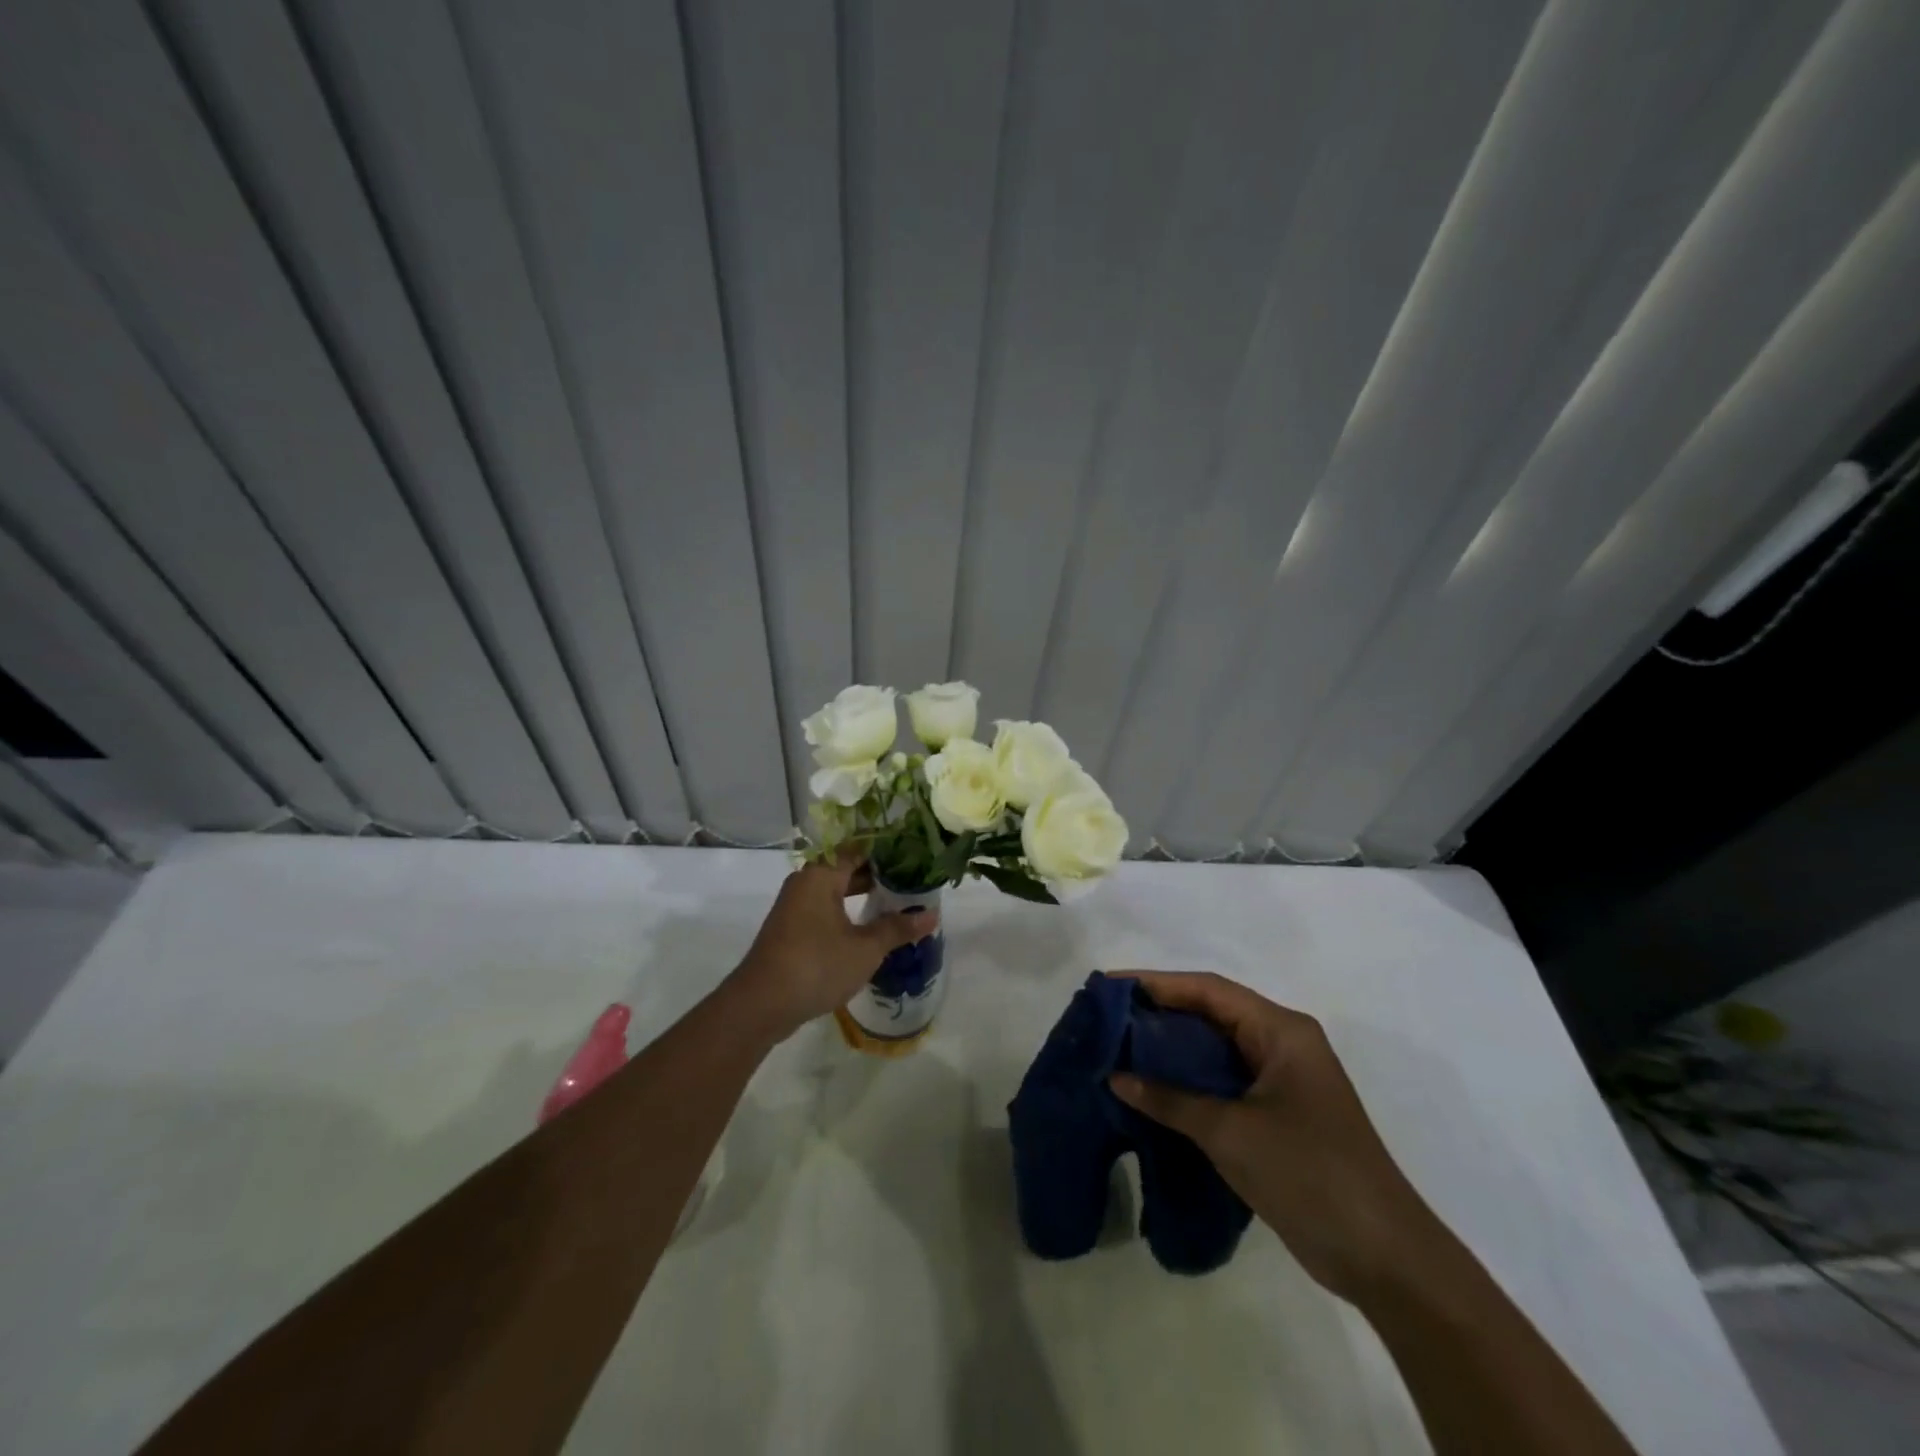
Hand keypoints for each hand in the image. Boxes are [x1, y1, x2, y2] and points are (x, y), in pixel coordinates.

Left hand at [725, 855, 937, 1040]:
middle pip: (846, 868)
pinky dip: (847, 912)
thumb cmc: (816, 965)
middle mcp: (805, 883)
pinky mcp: (791, 930)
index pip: (858, 849)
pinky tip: (869, 928)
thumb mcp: (865, 948)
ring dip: (863, 895)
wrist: (761, 1005)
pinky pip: (825, 909)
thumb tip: (932, 915)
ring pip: (835, 890)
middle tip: (912, 881)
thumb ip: (897, 928)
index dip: (887, 851)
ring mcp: (794, 907)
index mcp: (821, 876)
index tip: (914, 855)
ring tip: (896, 903)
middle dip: (879, 875)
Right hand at [1109, 971, 1435, 1303]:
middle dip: (1159, 1013)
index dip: (1156, 984)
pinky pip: (1223, 1082)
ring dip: (1171, 1049)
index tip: (1109, 987)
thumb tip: (1116, 1077)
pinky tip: (1151, 1091)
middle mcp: (1283, 1044)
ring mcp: (1282, 1080)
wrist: (1386, 1259)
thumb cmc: (1310, 1175)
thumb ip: (1170, 1100)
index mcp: (1281, 1030)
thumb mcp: (1231, 1132)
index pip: (1208, 989)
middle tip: (1107, 1019)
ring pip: (1215, 1049)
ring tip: (1119, 1050)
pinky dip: (1188, 1082)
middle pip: (1211, 1013)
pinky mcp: (1278, 1114)